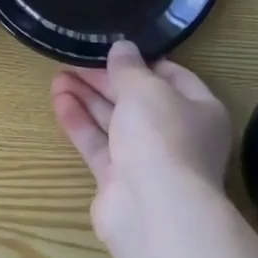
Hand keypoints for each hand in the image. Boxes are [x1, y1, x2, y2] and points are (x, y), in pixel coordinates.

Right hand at [51, 39, 232, 246]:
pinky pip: (98, 145)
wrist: (153, 209)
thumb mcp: (146, 89)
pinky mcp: (119, 180)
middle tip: (74, 60)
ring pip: (115, 122)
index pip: (172, 77)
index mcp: (200, 109)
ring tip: (57, 76)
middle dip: (106, 80)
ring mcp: (147, 160)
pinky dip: (80, 123)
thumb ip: (129, 67)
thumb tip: (122, 48)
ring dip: (88, 99)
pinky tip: (59, 101)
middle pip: (138, 100)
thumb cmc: (162, 136)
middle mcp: (177, 135)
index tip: (112, 49)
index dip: (142, 62)